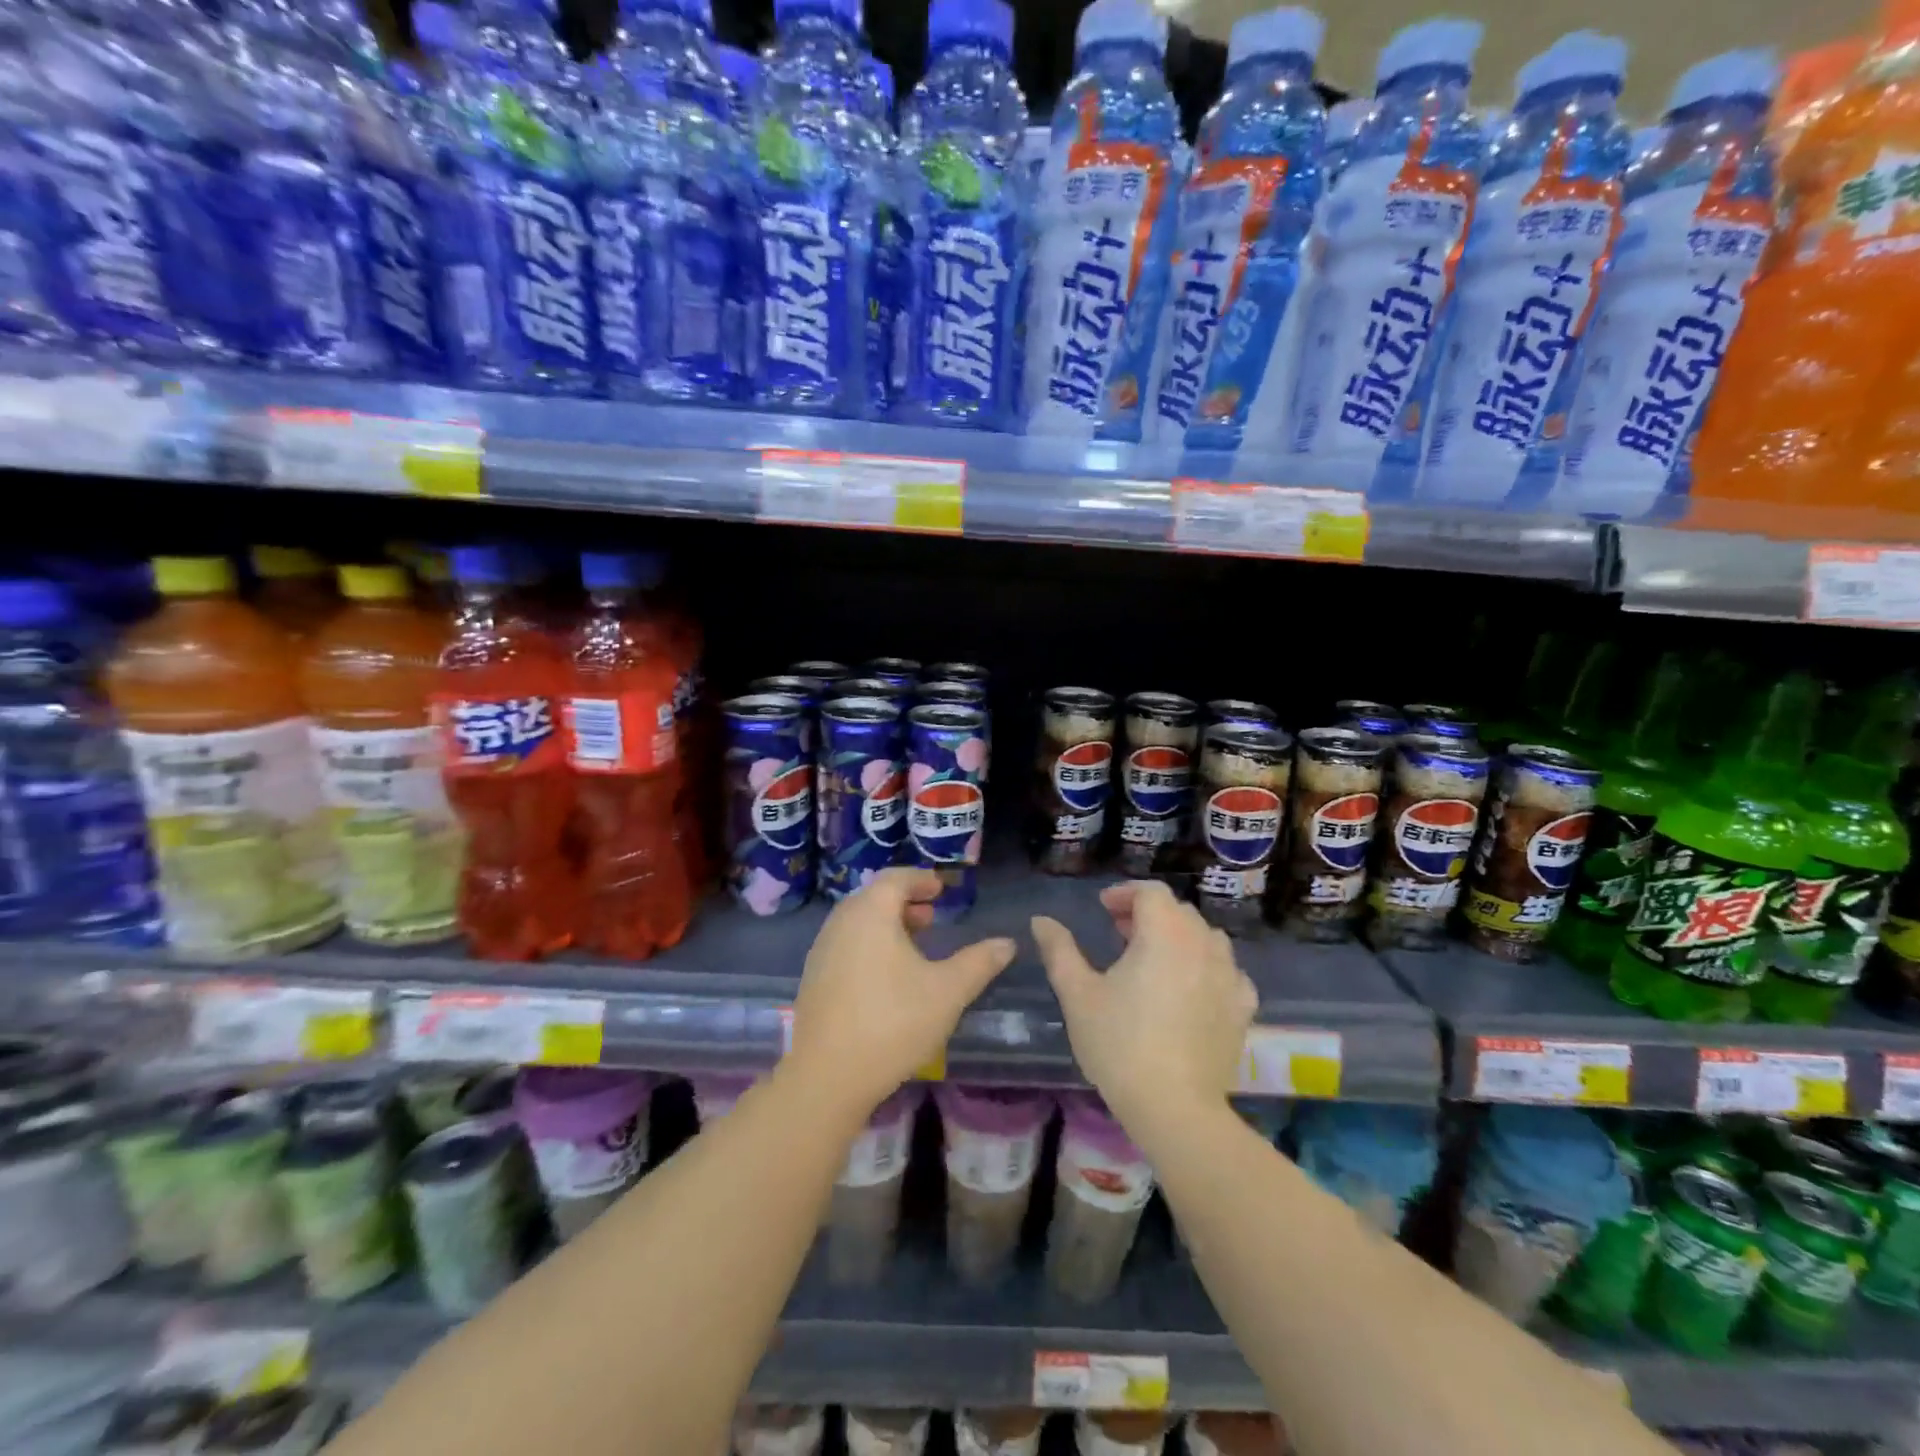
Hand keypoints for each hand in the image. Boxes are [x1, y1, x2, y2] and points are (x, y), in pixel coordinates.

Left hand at [788, 868, 1014, 1120]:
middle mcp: (841, 923)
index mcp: (871, 912)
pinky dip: (869, 945)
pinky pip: (846, 945)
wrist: (826, 1076)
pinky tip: (887, 978)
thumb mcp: (947, 992)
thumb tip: (1007, 943)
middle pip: (874, 898)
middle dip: (904, 902)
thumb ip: (978, 963)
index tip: (941, 889)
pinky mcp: (813, 979)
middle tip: (931, 917)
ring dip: (887, 925)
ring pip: (858, 923)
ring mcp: (822, 951)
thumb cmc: (892, 1022)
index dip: (921, 880)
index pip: (896, 878)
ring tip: (914, 948)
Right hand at [1032, 881, 1255, 1132]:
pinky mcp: (1243, 1008)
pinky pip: (1227, 971)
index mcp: (1164, 934)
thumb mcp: (1078, 994)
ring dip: (1178, 937)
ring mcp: (1229, 976)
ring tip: (1153, 959)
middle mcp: (1203, 944)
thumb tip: (1041, 920)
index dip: (1125, 893)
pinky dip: (1207, 968)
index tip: (1103, 909)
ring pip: (1206, 938)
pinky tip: (1191, 988)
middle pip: (1178, 911)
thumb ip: (1059, 950)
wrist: (1175, 1109)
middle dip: (1148, 914)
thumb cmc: (1119, 1044)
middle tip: (1120, 933)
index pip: (1151, 892)